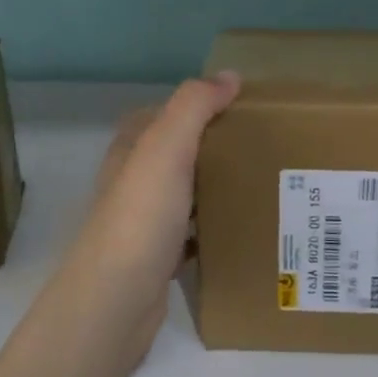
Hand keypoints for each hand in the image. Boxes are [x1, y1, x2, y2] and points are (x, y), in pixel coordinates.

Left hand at [55, 73, 240, 349]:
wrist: (116, 301)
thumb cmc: (141, 216)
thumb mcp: (166, 148)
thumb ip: (194, 106)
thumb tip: (230, 76)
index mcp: (130, 150)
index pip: (162, 114)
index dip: (196, 106)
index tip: (240, 108)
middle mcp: (132, 181)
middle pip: (177, 153)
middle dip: (213, 147)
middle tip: (261, 146)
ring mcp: (143, 221)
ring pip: (186, 192)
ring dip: (215, 186)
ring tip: (261, 182)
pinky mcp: (157, 257)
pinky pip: (192, 232)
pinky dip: (213, 227)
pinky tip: (241, 229)